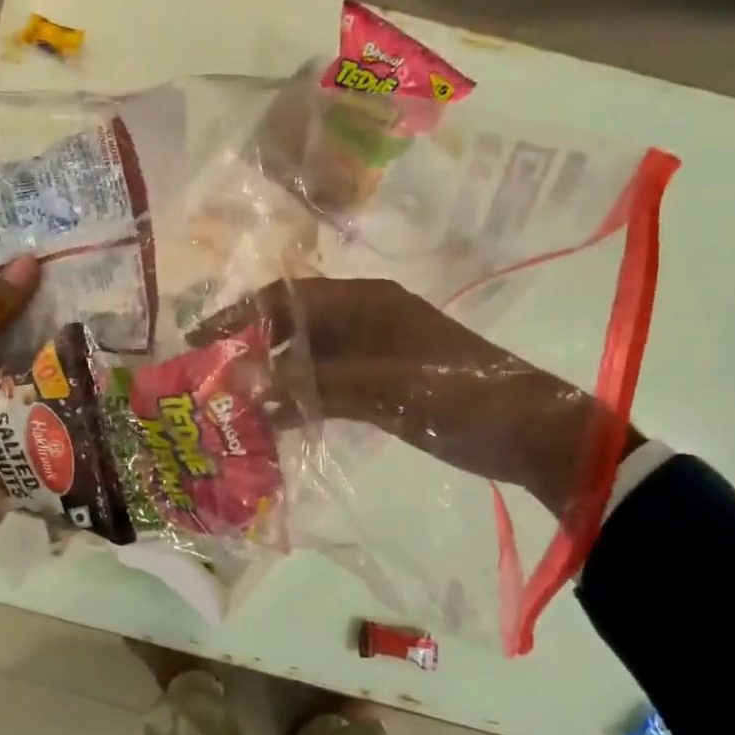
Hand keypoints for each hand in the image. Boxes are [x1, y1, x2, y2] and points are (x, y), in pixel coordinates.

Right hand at [195, 277, 642, 512]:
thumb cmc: (463, 397)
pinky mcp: (382, 386)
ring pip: (308, 362)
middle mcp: (365, 319)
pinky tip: (274, 426)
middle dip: (251, 352)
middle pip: (293, 329)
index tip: (198, 342)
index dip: (240, 316)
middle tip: (207, 382)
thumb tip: (240, 383)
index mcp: (366, 302)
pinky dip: (300, 403)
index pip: (287, 298)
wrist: (537, 435)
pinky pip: (327, 388)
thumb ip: (312, 385)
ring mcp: (374, 354)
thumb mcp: (385, 390)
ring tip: (230, 408)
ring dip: (273, 382)